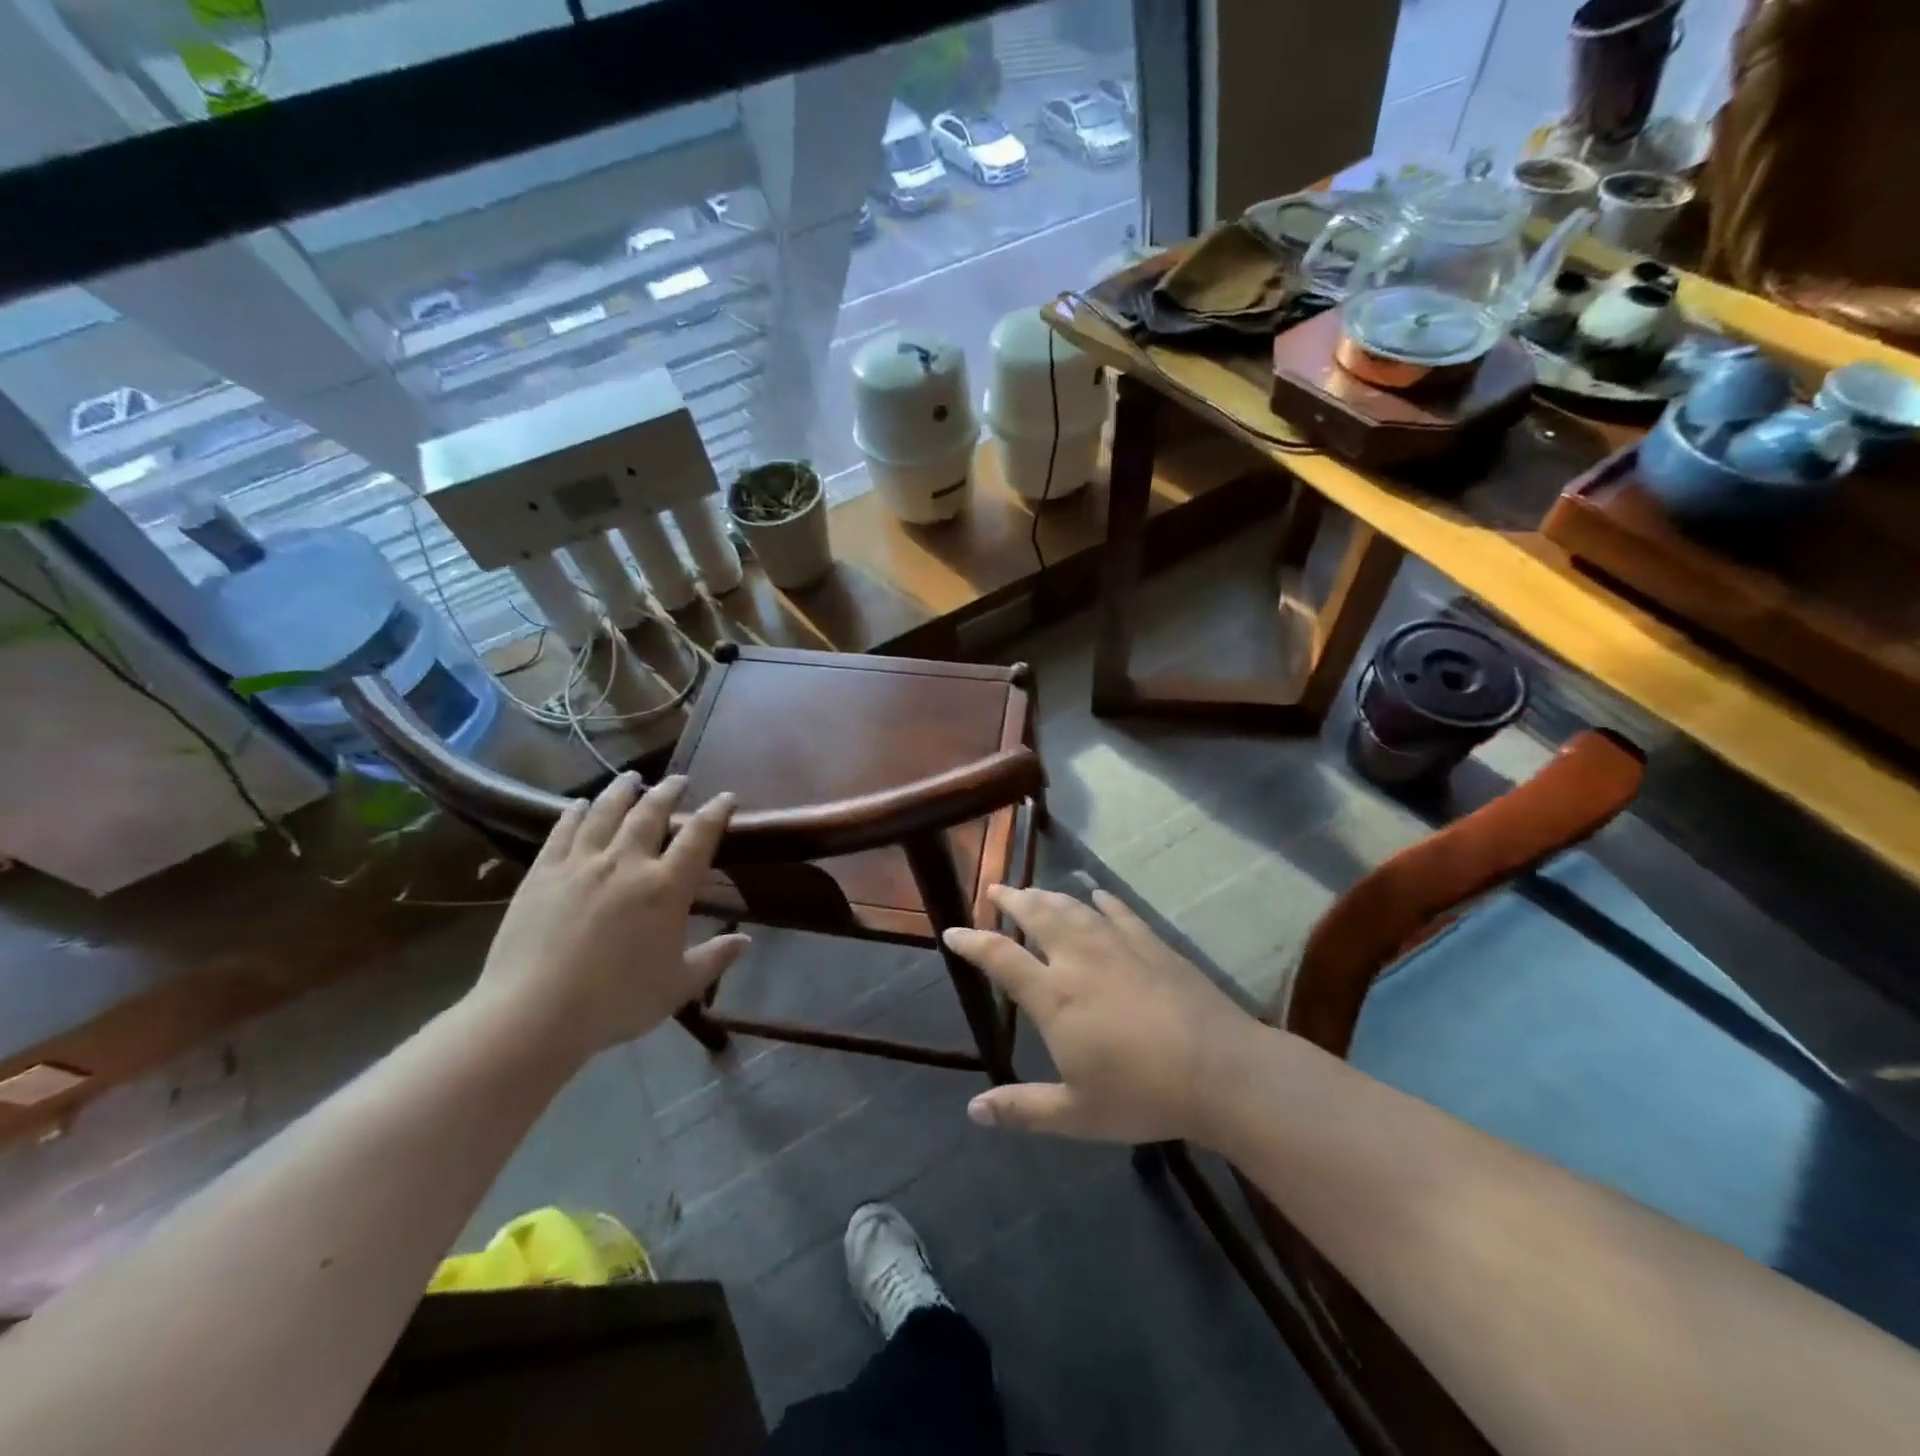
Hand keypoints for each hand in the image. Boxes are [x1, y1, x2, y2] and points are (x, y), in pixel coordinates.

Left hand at [467, 773, 746, 1065]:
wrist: (533, 1015)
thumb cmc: (616, 1002)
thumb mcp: (678, 986)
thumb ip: (714, 959)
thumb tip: (746, 941)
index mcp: (666, 888)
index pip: (699, 836)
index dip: (716, 812)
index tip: (726, 798)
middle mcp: (626, 863)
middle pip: (651, 812)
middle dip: (669, 791)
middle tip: (679, 780)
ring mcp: (581, 864)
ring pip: (606, 812)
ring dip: (622, 790)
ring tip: (632, 777)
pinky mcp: (543, 873)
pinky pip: (563, 831)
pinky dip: (574, 812)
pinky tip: (579, 804)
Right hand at [943, 885, 1259, 1143]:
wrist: (1220, 1070)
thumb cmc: (1143, 1094)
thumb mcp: (1077, 1114)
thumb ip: (1023, 1109)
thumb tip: (974, 1110)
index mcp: (1054, 996)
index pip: (1001, 957)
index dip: (972, 942)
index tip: (952, 931)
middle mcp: (1079, 959)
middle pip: (1037, 915)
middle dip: (1012, 900)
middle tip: (995, 889)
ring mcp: (1118, 946)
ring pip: (1074, 908)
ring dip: (1049, 895)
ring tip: (1034, 890)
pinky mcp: (1152, 945)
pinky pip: (1120, 912)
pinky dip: (1102, 900)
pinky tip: (1096, 895)